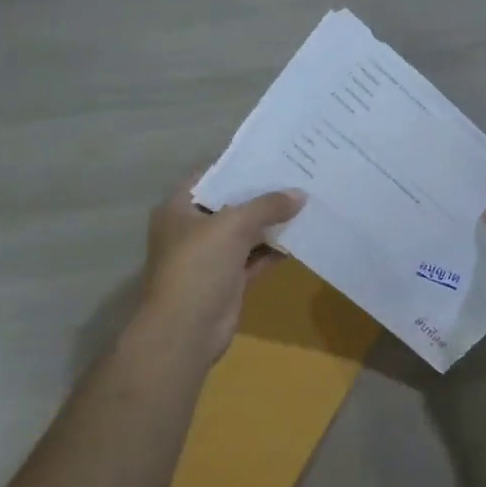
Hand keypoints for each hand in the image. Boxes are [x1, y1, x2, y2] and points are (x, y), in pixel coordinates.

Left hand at [138, 175, 304, 369]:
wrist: (186, 330)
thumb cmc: (199, 266)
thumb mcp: (233, 225)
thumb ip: (266, 206)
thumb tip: (300, 194)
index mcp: (179, 208)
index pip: (210, 176)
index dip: (238, 165)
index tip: (272, 156)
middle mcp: (192, 229)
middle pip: (231, 205)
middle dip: (262, 195)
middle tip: (297, 176)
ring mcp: (211, 256)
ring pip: (246, 233)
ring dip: (272, 223)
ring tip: (306, 203)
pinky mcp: (229, 280)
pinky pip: (255, 258)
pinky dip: (274, 250)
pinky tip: (301, 237)